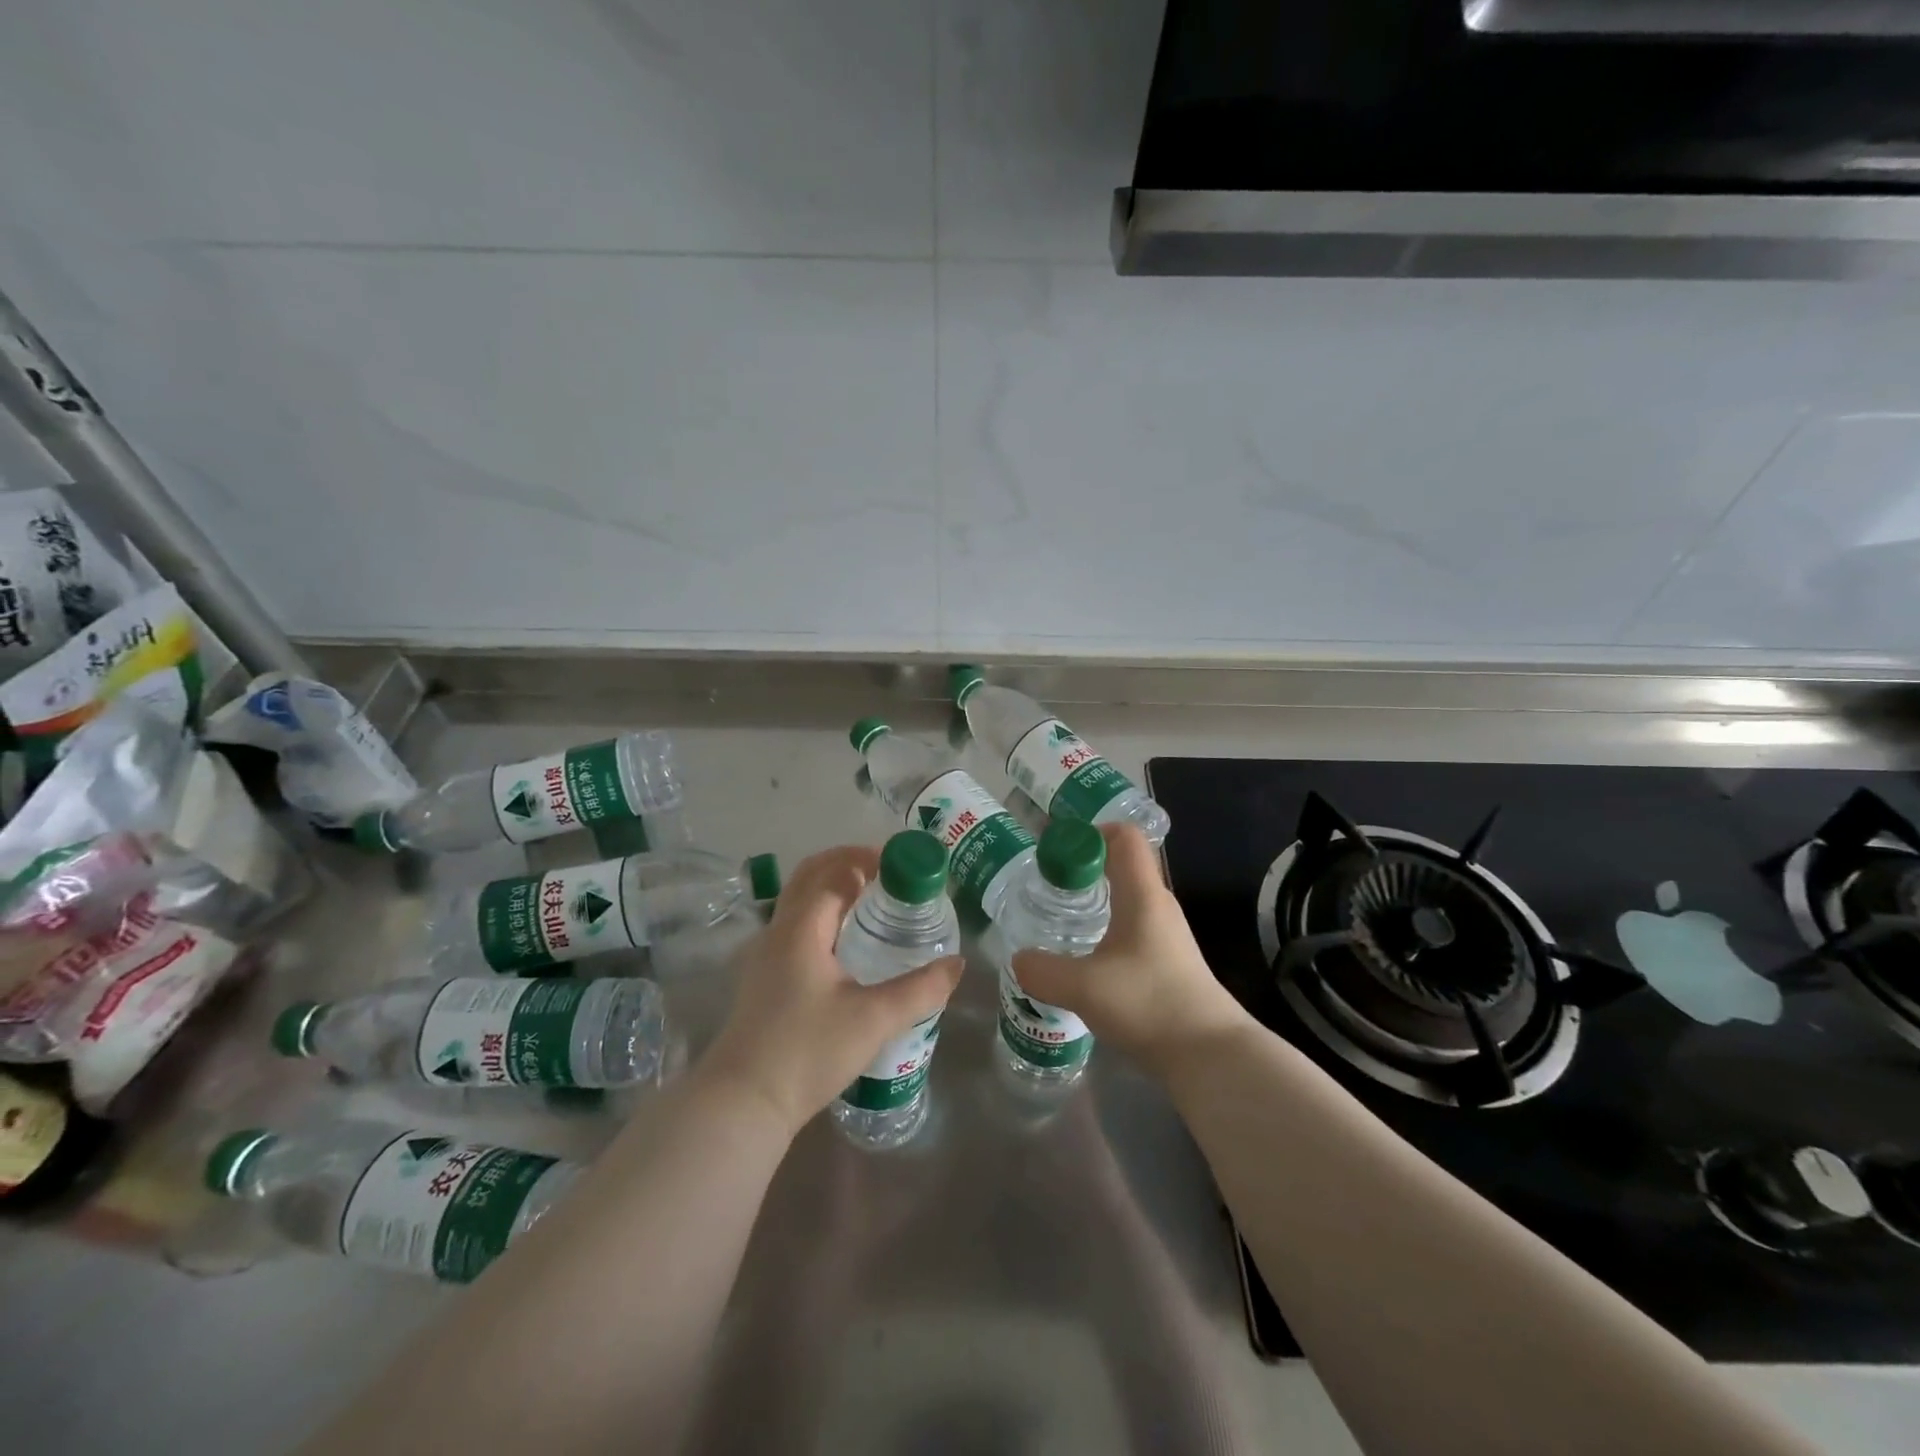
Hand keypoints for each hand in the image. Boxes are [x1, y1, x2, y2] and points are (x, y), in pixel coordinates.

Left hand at [695, 845, 962, 1137]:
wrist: (744, 1103)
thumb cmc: (808, 1051)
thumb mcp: (874, 1019)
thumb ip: (920, 989)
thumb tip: (956, 964)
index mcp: (801, 928)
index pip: (835, 872)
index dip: (869, 859)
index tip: (904, 862)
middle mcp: (778, 931)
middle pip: (811, 875)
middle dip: (848, 863)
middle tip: (890, 872)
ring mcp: (765, 954)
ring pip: (799, 900)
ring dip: (833, 886)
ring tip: (873, 900)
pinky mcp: (764, 977)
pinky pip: (795, 924)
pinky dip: (822, 912)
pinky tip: (846, 942)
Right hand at [1011, 824, 1249, 1079]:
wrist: (1210, 1055)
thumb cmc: (1149, 1004)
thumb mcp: (1084, 987)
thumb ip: (1043, 970)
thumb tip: (1019, 959)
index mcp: (1142, 895)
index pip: (1124, 837)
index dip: (1090, 833)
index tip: (1056, 854)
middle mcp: (1158, 906)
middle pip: (1121, 866)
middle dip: (1083, 869)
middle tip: (1048, 888)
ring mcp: (1166, 936)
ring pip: (1125, 901)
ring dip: (1093, 903)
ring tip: (1059, 923)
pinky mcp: (1167, 963)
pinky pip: (1130, 930)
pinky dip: (1104, 931)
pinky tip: (1084, 960)